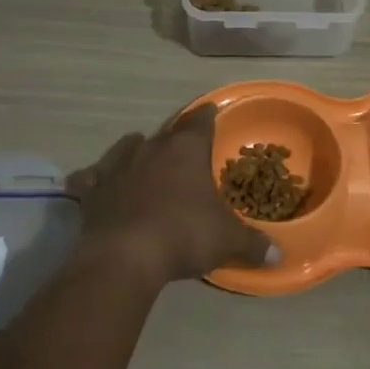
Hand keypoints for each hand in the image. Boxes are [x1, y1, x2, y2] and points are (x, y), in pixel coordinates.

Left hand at [67, 104, 276, 287]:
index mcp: (187, 150)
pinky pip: (90, 177)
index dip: (208, 116)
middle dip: (177, 137)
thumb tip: (279, 256)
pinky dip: (93, 178)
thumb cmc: (184, 235)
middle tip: (185, 145)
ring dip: (136, 148)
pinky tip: (92, 181)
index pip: (201, 122)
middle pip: (166, 133)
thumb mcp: (227, 240)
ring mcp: (117, 167)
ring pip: (127, 146)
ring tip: (141, 152)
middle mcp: (151, 149)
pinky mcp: (92, 191)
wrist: (125, 257)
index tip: (212, 111)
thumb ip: (253, 244)